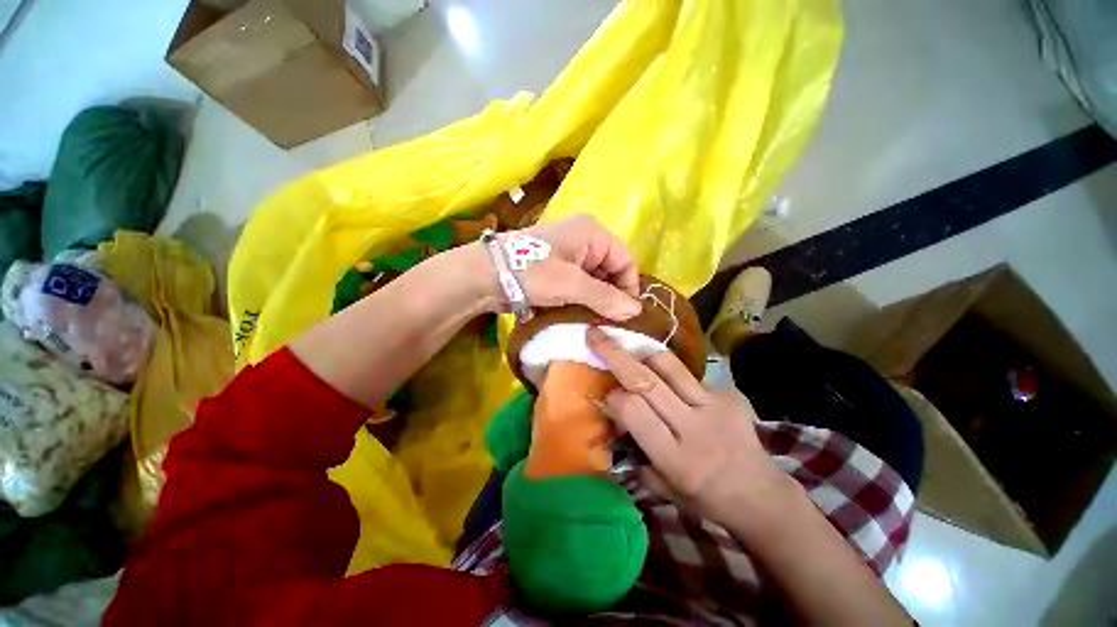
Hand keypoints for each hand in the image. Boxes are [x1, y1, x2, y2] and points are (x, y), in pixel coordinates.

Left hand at [475, 214, 642, 320]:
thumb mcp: (572, 285)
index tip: (626, 315)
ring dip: (595, 300)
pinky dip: (581, 298)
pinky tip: (579, 315)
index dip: (629, 287)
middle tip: (609, 322)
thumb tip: (636, 312)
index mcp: (592, 232)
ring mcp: (568, 253)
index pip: (625, 260)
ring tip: (595, 322)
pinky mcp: (556, 267)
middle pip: (610, 270)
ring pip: (594, 279)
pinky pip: (578, 283)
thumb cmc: (532, 272)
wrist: (485, 274)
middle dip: (611, 296)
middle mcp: (583, 238)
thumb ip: (605, 297)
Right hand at [587, 326, 792, 526]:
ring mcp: (715, 406)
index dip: (613, 396)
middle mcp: (694, 428)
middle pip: (646, 381)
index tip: (606, 393)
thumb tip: (613, 420)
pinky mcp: (729, 394)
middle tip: (596, 335)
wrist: (761, 495)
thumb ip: (635, 455)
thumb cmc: (705, 497)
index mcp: (676, 459)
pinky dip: (668, 370)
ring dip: (641, 352)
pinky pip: (688, 373)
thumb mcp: (663, 488)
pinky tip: (664, 377)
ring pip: (668, 366)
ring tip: (626, 345)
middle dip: (615, 355)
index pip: (633, 411)